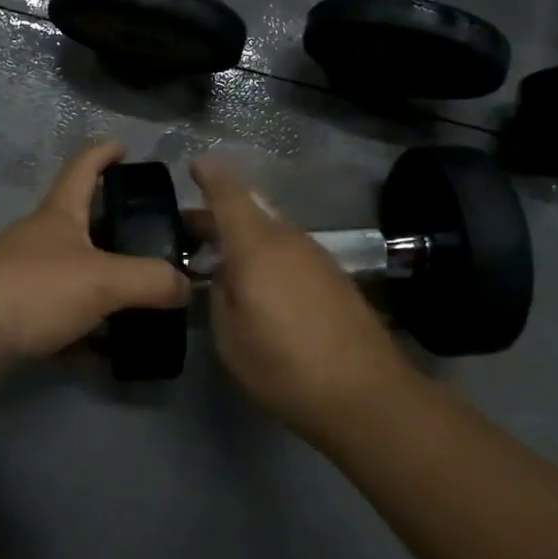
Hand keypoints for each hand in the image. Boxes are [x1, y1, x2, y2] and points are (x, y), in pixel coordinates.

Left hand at [0, 141, 191, 367]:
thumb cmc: (35, 288)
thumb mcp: (103, 280)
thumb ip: (150, 280)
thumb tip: (187, 286)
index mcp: (58, 215)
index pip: (83, 168)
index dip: (103, 153)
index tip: (123, 145)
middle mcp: (37, 239)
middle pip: (77, 222)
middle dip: (110, 226)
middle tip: (148, 239)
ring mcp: (20, 276)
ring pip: (70, 274)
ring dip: (100, 284)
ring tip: (138, 301)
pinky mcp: (10, 315)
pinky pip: (58, 318)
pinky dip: (83, 331)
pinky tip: (105, 354)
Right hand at [189, 156, 411, 440]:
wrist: (366, 394)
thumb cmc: (284, 365)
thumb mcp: (230, 337)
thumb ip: (220, 294)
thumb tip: (225, 275)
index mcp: (257, 245)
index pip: (229, 194)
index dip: (209, 176)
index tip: (194, 164)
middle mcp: (289, 239)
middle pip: (250, 213)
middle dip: (219, 217)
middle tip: (191, 233)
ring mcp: (316, 256)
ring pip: (272, 234)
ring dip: (245, 240)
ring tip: (223, 263)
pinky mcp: (335, 277)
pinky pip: (291, 254)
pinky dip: (269, 258)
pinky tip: (261, 287)